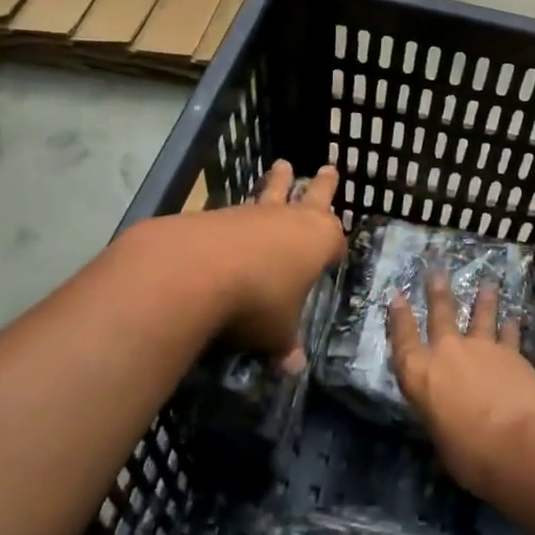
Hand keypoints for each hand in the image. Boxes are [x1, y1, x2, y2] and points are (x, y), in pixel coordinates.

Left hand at [196, 160, 343, 367]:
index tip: (337, 252)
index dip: (336, 248)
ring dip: (277, 183)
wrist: (197, 270)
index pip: (336, 240)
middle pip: (313, 196)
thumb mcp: (277, 332)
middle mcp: (292, 220)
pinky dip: (240, 215)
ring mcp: (255, 213)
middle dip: (322, 185)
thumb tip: (293, 367)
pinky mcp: (219, 213)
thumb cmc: (258, 300)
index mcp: (319, 241)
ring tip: (281, 167)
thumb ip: (285, 344)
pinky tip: (233, 221)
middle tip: (328, 167)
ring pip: (271, 194)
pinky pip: (237, 211)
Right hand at [388, 272, 534, 500]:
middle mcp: (446, 353)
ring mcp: (481, 348)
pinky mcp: (511, 353)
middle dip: (437, 292)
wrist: (516, 444)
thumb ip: (441, 415)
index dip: (399, 317)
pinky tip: (514, 317)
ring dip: (483, 300)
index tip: (396, 296)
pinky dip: (511, 326)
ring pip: (480, 316)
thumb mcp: (440, 436)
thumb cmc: (469, 454)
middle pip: (440, 314)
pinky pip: (509, 334)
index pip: (403, 340)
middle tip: (437, 272)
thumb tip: (449, 413)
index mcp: (419, 375)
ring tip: (487, 285)